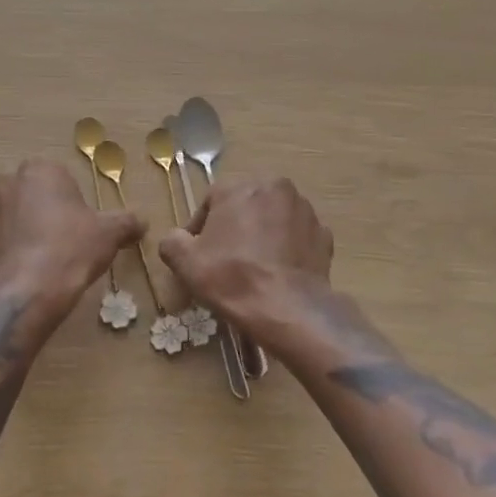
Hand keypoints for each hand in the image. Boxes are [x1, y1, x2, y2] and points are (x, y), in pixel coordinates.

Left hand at [0, 159, 143, 325]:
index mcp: (40, 171)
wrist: (26, 291)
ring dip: (19, 234)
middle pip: (29, 195)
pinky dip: (2, 257)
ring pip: (7, 220)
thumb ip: (126, 222)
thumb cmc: (71, 249)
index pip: (57, 177)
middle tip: (60, 242)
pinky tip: (20, 276)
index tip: (79, 224)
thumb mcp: (109, 234)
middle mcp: (6, 184)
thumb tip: (143, 221)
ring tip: (39, 263)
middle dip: (41, 213)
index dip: (70, 201)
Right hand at [158, 177, 333, 339]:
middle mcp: (273, 187)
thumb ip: (172, 242)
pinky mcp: (324, 233)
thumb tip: (175, 238)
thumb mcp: (186, 263)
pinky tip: (279, 272)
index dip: (201, 229)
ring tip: (255, 266)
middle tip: (226, 259)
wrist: (289, 309)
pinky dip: (288, 247)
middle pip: (244, 205)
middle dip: (235, 227)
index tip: (199, 254)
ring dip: (263, 234)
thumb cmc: (232, 278)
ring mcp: (303, 209)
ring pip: (273, 217)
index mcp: (238, 187)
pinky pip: (297, 235)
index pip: (211, 202)